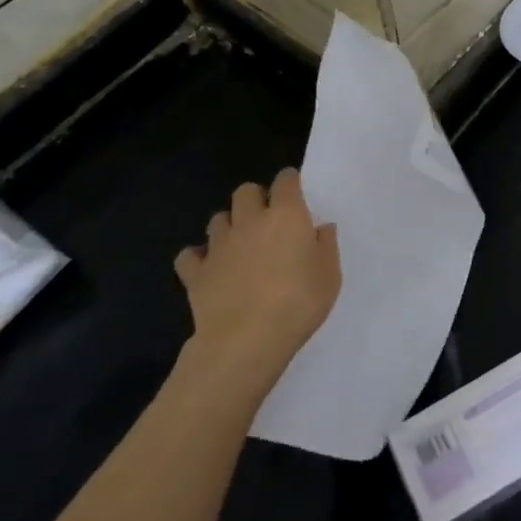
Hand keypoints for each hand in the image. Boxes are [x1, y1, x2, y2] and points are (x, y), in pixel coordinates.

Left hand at [174, 169, 340, 398]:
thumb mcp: (330, 276)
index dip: (290, 183)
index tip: (296, 195)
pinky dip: (198, 258)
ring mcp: (219, 245)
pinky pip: (190, 255)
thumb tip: (321, 227)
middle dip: (255, 199)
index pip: (285, 180)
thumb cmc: (298, 304)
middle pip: (246, 191)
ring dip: (229, 226)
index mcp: (286, 215)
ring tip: (240, 245)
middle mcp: (250, 221)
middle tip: (267, 220)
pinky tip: (209, 269)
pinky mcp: (196, 272)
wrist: (246, 340)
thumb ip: (326, 246)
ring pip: (218, 219)